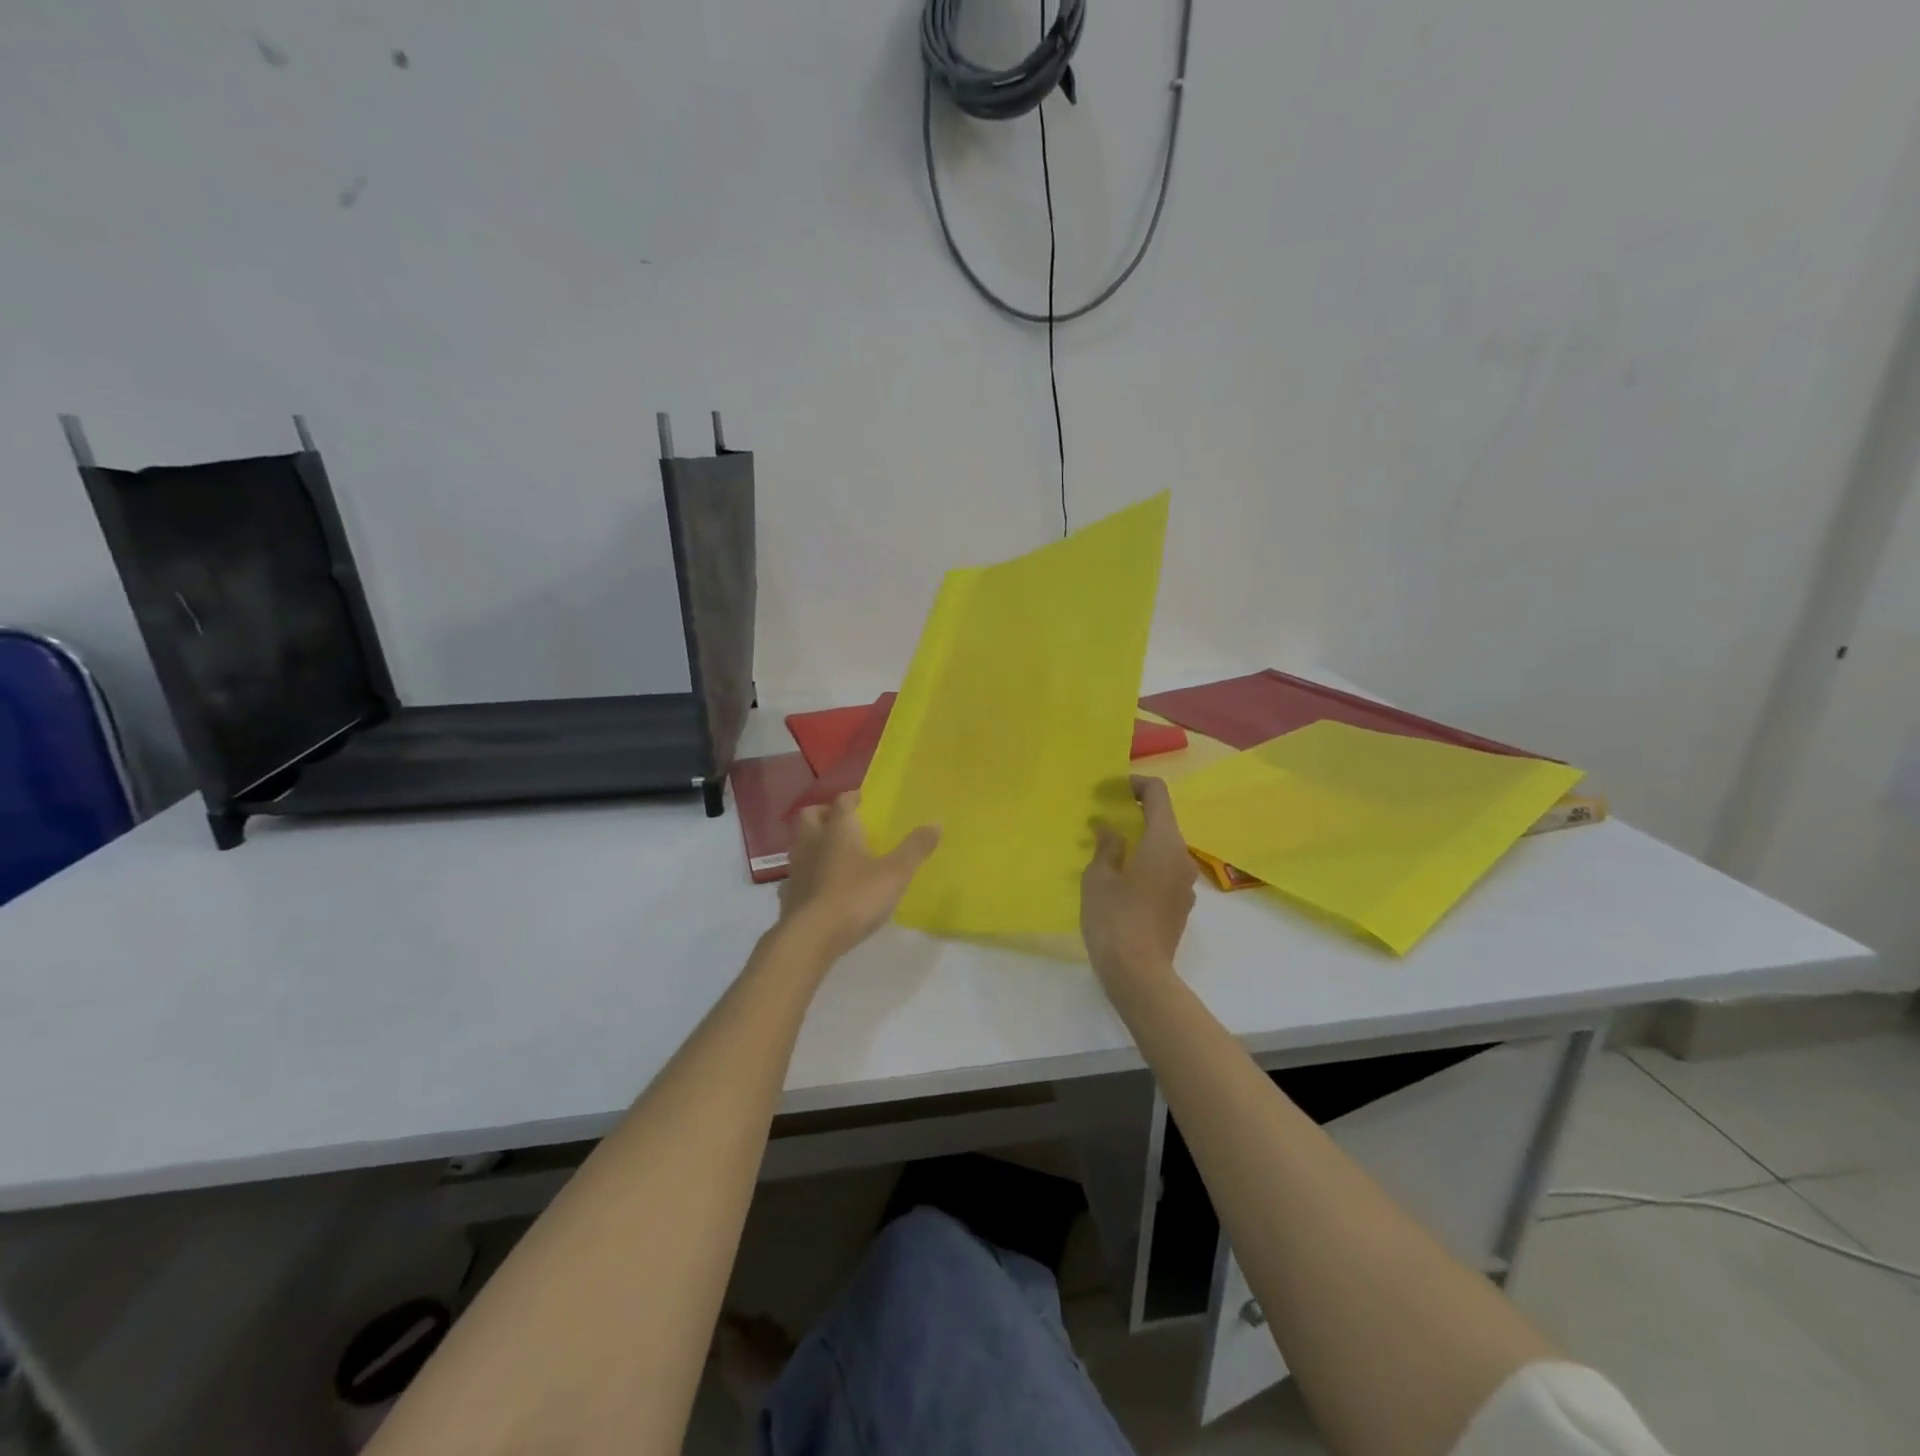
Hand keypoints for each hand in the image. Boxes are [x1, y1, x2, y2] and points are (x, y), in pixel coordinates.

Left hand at [778, 792, 939, 961]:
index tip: (866, 801)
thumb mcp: (896, 873)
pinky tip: (826, 885)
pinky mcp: (789, 893)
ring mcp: (796, 867)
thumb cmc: (856, 896)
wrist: (811, 937)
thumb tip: (936, 822)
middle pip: (812, 815)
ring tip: (838, 855)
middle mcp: (812, 841)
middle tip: (847, 824)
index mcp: (838, 828)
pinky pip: (799, 872)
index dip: (854, 798)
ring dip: (816, 843)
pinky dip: (811, 872)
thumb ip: (915, 847)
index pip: (843, 801)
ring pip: (802, 843)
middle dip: (827, 814)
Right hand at [1082, 775, 1197, 990]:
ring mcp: (1186, 883)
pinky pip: (1165, 871)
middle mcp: (1182, 857)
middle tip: (1103, 818)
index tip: (1111, 789)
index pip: (1158, 794)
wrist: (1139, 974)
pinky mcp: (1181, 905)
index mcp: (1164, 842)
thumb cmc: (1114, 918)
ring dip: (1140, 841)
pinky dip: (1146, 863)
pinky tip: (1121, 881)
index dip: (1136, 784)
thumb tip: (1109, 830)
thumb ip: (1106, 847)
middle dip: (1135, 813)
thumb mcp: (1098, 878)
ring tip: (1108, 850)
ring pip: (1164, 847)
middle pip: (1163, 820)